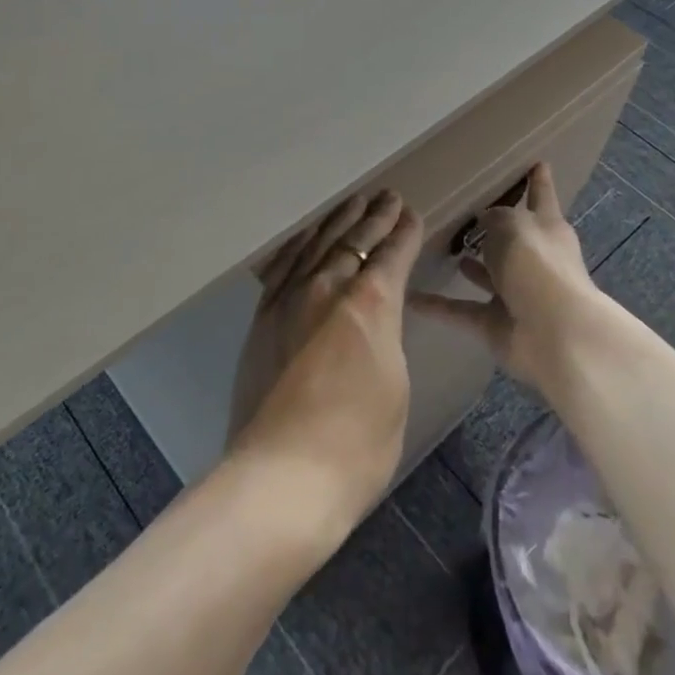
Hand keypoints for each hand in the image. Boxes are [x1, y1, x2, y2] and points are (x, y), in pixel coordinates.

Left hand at [226, 190, 422, 532]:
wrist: (284, 476)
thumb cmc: (358, 444)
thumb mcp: (395, 385)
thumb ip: (386, 337)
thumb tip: (377, 317)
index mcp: (371, 304)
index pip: (392, 255)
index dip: (404, 233)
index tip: (411, 215)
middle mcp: (328, 288)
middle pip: (354, 241)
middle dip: (374, 218)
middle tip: (387, 197)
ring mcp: (290, 300)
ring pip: (318, 245)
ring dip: (338, 222)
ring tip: (353, 203)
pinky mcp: (263, 318)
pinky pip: (283, 267)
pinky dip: (299, 245)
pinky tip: (307, 236)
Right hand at [412, 163, 611, 399]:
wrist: (554, 333)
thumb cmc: (536, 265)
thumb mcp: (512, 225)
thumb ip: (495, 218)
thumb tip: (486, 220)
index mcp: (546, 228)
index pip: (541, 196)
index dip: (538, 180)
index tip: (538, 162)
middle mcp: (534, 259)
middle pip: (512, 237)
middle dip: (495, 228)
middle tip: (466, 212)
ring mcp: (516, 294)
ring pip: (488, 275)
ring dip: (471, 267)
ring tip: (440, 249)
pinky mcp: (496, 324)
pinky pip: (461, 310)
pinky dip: (438, 306)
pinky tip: (410, 298)